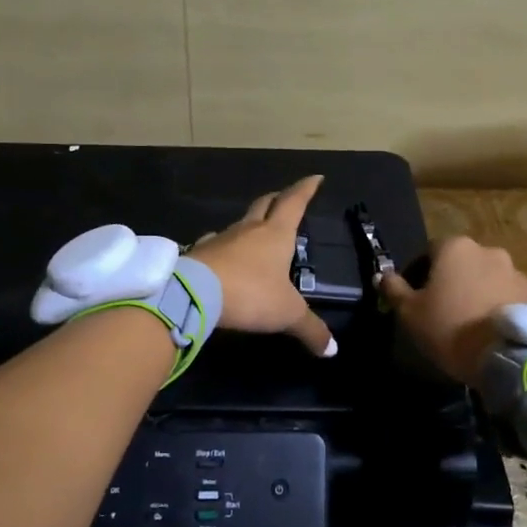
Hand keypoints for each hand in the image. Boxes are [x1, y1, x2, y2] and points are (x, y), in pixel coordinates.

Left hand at [190, 176, 335, 357]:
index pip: (294, 202)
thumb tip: (332, 349)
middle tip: (286, 197)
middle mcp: (249, 229)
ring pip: (240, 223)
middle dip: (278, 199)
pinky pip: (216, 243)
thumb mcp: (287, 314)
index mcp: (276, 234)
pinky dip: (225, 245)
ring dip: (251, 223)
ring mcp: (221, 239)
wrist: (193, 293)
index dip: (306, 189)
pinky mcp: (200, 253)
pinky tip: (224, 254)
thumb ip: (310, 329)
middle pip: (265, 204)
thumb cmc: (250, 294)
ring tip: (257, 231)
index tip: (315, 177)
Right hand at [378, 236, 526, 387]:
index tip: (416, 298)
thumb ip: (393, 289)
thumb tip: (381, 275)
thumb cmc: (449, 328)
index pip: (429, 251)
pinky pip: (509, 294)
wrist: (507, 356)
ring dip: (478, 291)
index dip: (419, 274)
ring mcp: (515, 270)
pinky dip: (499, 304)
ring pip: (487, 277)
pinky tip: (493, 328)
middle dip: (452, 281)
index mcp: (454, 247)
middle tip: (444, 310)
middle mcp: (487, 250)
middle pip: (461, 263)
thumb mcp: (409, 312)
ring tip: (472, 322)